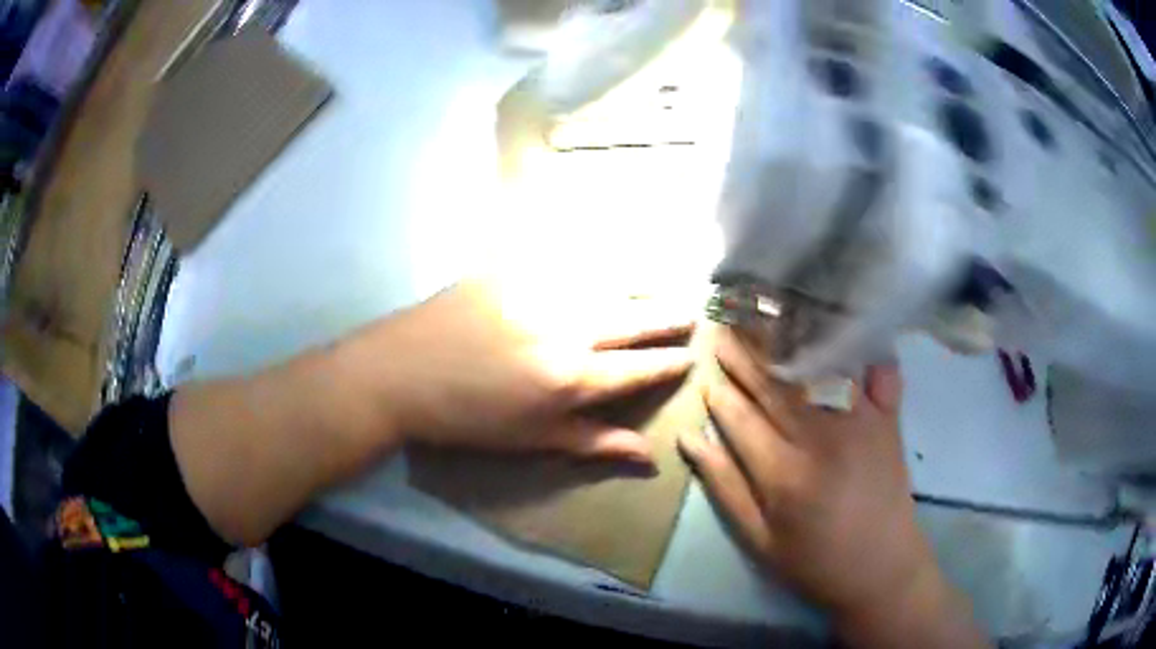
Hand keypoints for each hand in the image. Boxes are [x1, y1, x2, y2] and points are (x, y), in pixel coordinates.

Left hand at [347, 280, 694, 463]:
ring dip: (641, 285)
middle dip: (668, 316)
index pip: (639, 369)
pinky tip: (606, 256)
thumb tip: (650, 459)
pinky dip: (594, 259)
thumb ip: (594, 443)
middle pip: (633, 318)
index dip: (669, 363)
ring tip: (664, 284)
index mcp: (570, 378)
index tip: (692, 355)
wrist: (399, 373)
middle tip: (693, 310)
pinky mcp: (512, 268)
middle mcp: (566, 328)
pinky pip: (565, 258)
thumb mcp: (531, 440)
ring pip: (607, 283)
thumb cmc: (466, 419)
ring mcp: (538, 292)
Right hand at [678, 329, 985, 645]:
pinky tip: (844, 322)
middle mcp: (821, 436)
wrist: (882, 568)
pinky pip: (875, 370)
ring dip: (791, 338)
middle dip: (746, 354)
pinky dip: (860, 345)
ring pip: (818, 367)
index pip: (741, 417)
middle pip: (776, 383)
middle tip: (725, 325)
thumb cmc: (815, 561)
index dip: (721, 394)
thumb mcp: (759, 538)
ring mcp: (860, 421)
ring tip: (768, 312)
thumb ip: (725, 486)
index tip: (706, 374)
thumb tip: (690, 439)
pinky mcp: (888, 419)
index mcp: (783, 471)